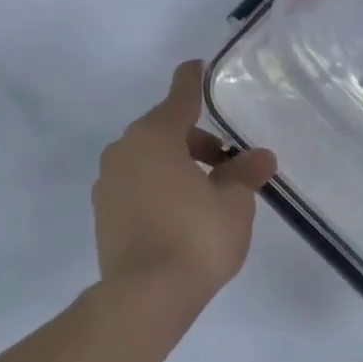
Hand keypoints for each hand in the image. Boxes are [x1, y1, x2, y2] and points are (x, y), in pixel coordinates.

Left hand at [93, 61, 277, 312]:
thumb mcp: (233, 204)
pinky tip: (178, 215)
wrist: (144, 295)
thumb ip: (244, 174)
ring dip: (176, 165)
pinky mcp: (102, 213)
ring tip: (206, 193)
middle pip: (163, 131)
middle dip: (195, 140)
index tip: (197, 66)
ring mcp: (107, 183)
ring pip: (147, 159)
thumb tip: (260, 157)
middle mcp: (123, 151)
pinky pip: (135, 185)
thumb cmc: (195, 239)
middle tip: (226, 163)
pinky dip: (157, 187)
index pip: (179, 98)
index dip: (192, 81)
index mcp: (154, 137)